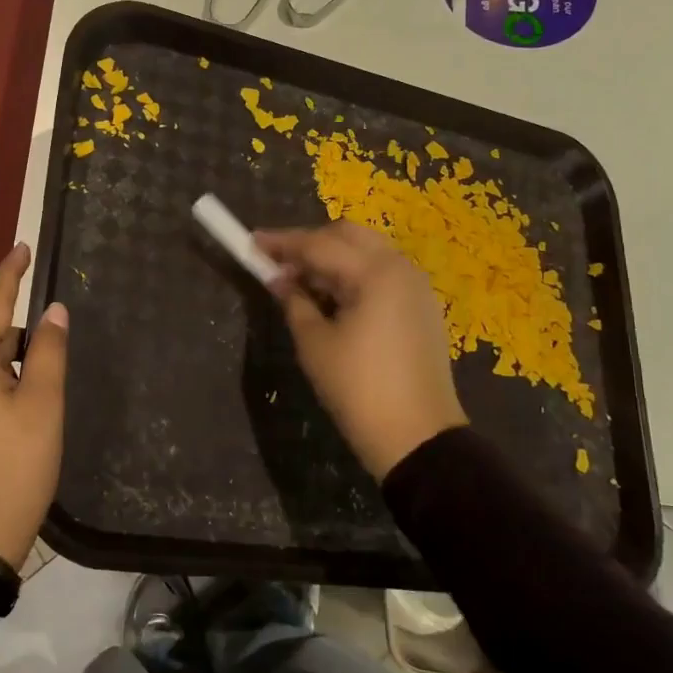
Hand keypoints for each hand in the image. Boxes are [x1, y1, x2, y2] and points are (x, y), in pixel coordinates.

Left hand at [0, 243, 67, 568]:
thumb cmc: (12, 469)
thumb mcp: (41, 407)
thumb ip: (47, 351)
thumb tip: (52, 310)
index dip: (9, 274)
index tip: (23, 245)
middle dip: (18, 341)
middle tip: (50, 369)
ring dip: (6, 369)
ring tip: (36, 404)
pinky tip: (13, 418)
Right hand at [255, 221, 466, 479]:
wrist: (417, 437)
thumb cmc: (358, 389)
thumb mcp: (315, 344)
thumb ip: (294, 301)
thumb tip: (278, 278)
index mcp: (375, 273)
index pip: (318, 244)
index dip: (281, 243)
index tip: (251, 243)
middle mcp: (401, 268)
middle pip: (349, 235)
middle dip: (311, 243)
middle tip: (279, 264)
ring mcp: (416, 287)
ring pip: (367, 252)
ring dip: (333, 258)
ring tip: (301, 283)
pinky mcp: (421, 307)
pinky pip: (382, 274)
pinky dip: (354, 275)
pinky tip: (332, 298)